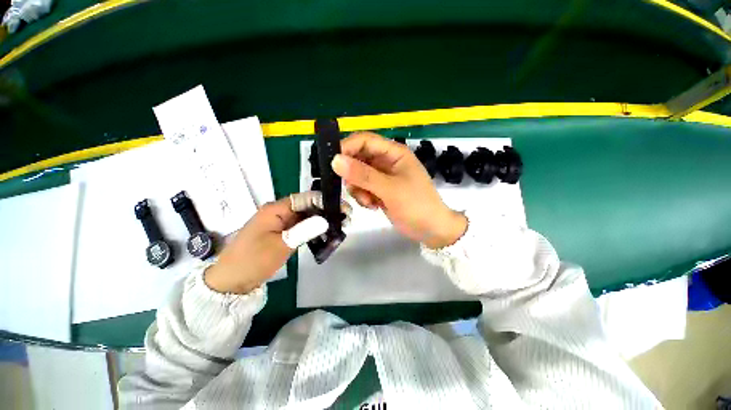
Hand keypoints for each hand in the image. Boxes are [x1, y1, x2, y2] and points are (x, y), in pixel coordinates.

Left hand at [205, 192, 350, 293]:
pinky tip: (326, 234)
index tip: (343, 208)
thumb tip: (326, 219)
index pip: (305, 198)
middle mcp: (279, 212)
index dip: (325, 201)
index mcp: (275, 209)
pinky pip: (301, 227)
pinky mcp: (282, 233)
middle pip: (307, 206)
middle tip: (346, 218)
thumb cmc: (253, 260)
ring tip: (340, 225)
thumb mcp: (281, 245)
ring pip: (306, 216)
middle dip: (326, 210)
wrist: (231, 282)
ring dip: (322, 220)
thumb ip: (304, 230)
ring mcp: (280, 223)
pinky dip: (313, 229)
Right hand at [332, 132, 466, 248]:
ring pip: (357, 175)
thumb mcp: (390, 189)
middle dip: (352, 174)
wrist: (430, 229)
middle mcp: (386, 161)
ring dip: (358, 189)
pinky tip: (373, 206)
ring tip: (369, 201)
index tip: (332, 163)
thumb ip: (363, 175)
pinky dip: (363, 197)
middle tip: (353, 188)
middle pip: (358, 158)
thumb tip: (335, 160)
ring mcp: (382, 177)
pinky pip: (362, 188)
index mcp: (393, 153)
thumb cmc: (416, 205)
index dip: (347, 147)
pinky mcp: (379, 190)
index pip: (364, 140)